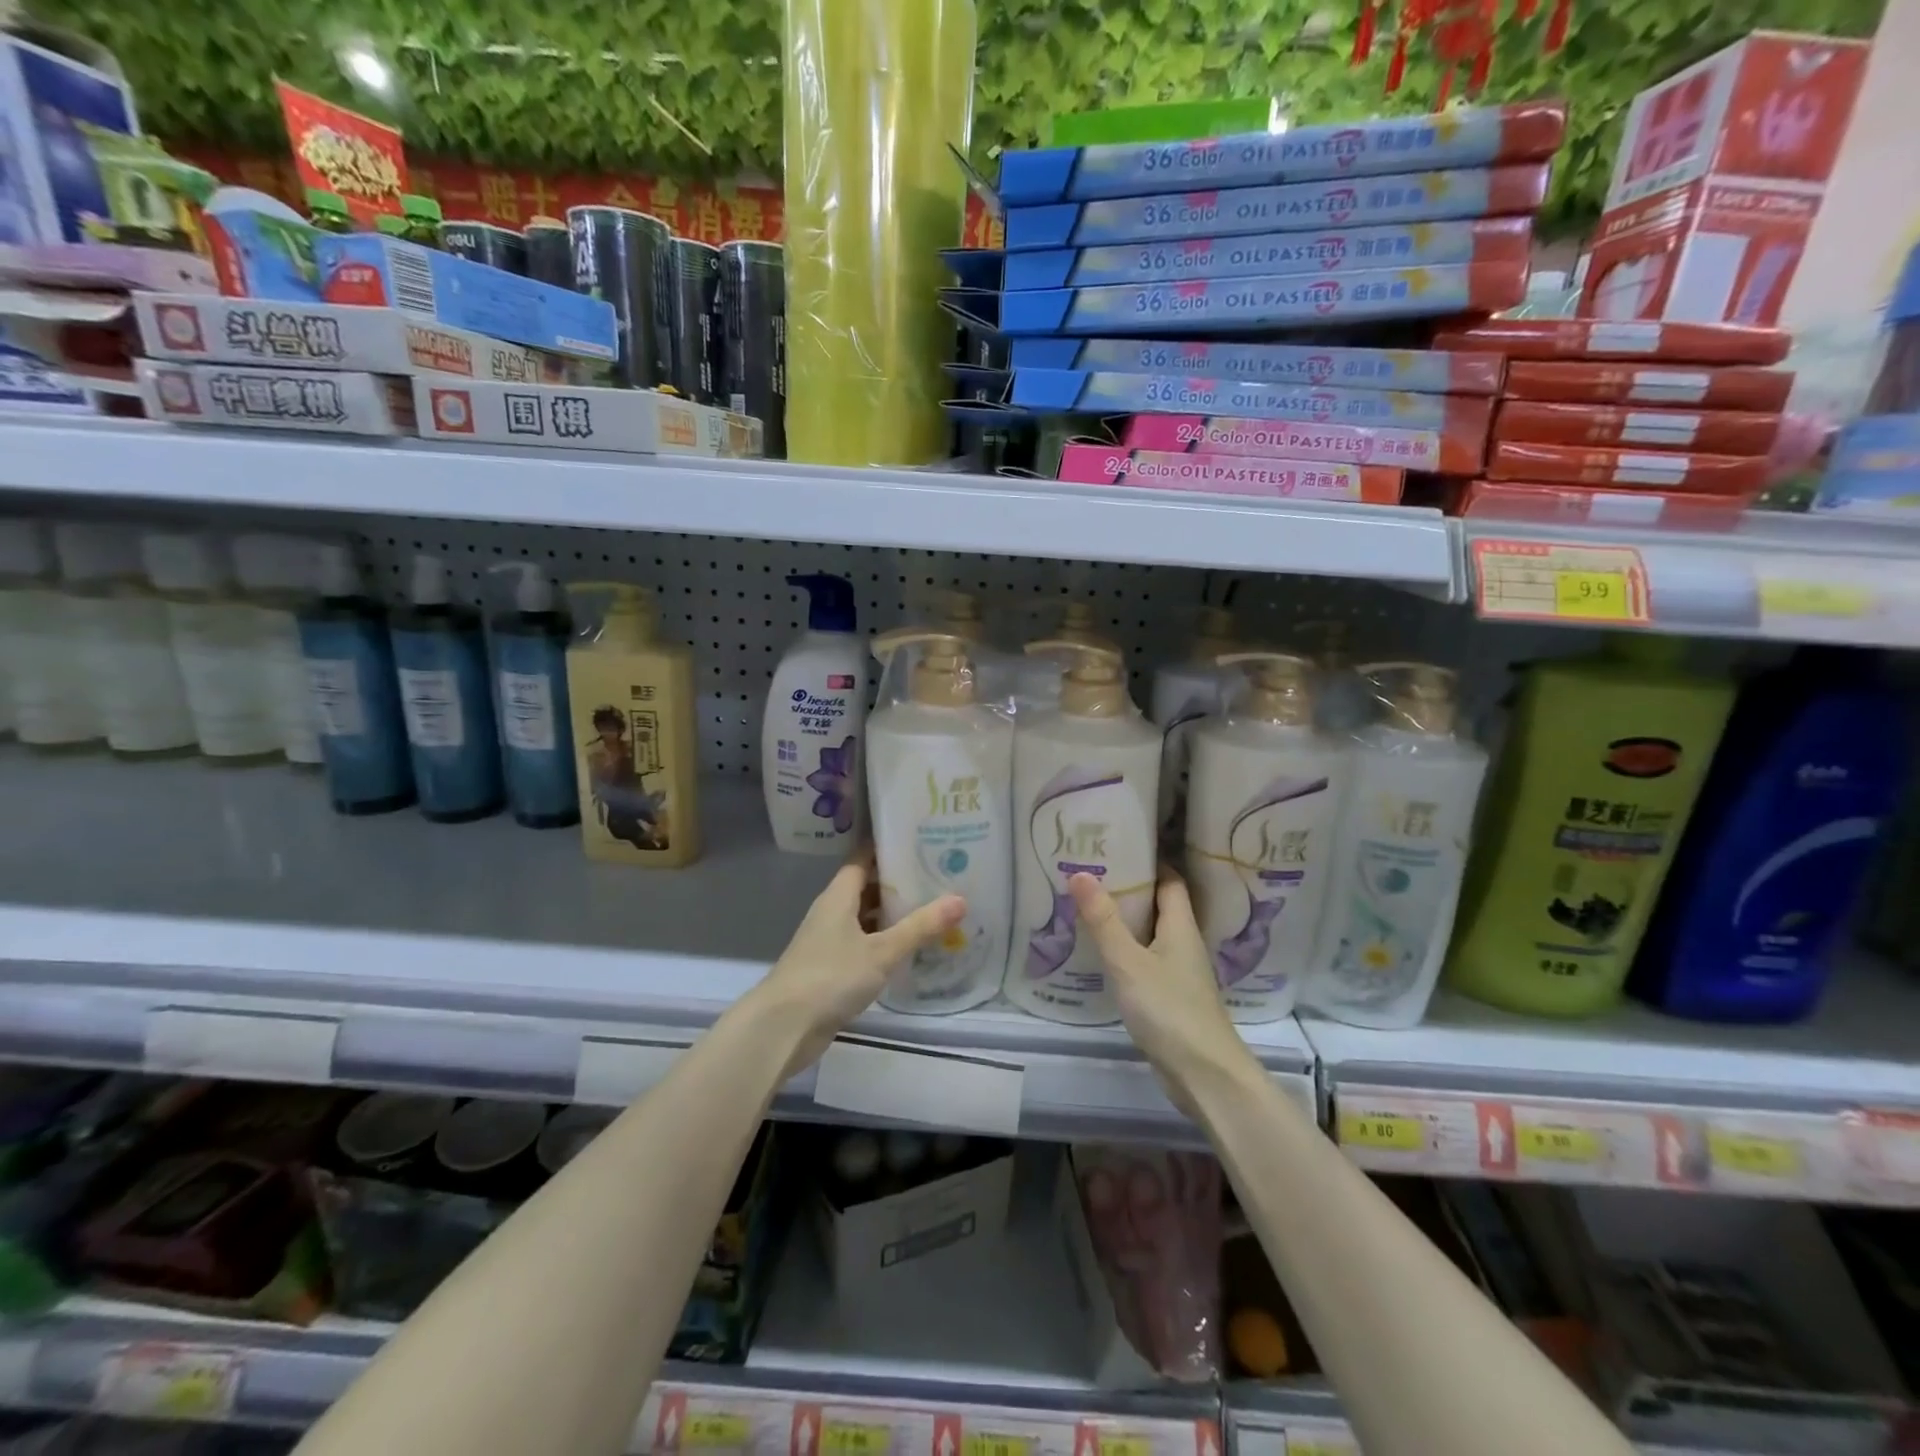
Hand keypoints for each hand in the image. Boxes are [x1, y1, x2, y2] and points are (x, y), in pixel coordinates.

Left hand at [750, 857, 965, 1078]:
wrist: (783, 1027)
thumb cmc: (830, 977)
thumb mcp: (882, 951)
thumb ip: (920, 927)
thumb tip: (960, 900)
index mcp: (838, 897)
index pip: (863, 858)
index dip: (888, 848)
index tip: (920, 841)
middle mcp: (831, 912)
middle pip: (866, 887)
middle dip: (898, 882)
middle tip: (937, 876)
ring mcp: (828, 941)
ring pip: (865, 917)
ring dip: (892, 915)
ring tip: (932, 909)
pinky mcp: (830, 967)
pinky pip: (862, 944)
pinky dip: (883, 942)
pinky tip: (909, 949)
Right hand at [1069, 869, 1257, 1117]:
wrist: (1204, 1076)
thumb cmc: (1169, 1010)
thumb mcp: (1128, 962)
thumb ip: (1104, 921)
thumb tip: (1079, 873)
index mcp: (1181, 927)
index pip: (1170, 881)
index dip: (1149, 861)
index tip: (1117, 846)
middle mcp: (1184, 944)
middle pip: (1160, 905)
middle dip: (1131, 888)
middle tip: (1091, 874)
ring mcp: (1180, 973)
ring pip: (1152, 934)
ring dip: (1127, 921)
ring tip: (1090, 907)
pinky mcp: (1171, 998)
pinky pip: (1147, 961)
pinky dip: (1127, 951)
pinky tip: (1103, 955)